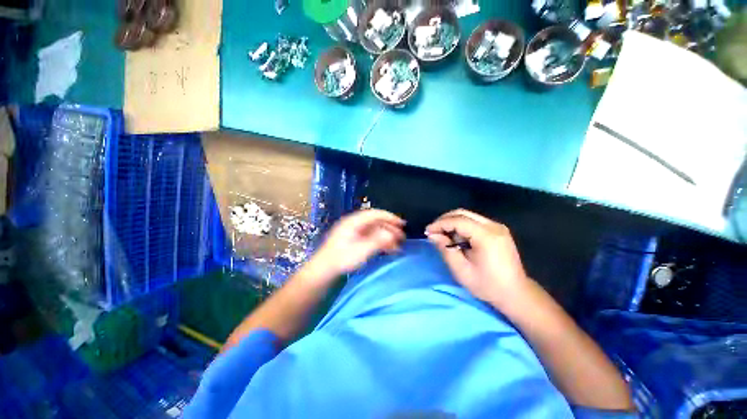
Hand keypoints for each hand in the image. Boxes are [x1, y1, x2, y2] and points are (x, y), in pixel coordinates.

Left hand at [306, 209, 404, 281]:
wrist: (324, 270)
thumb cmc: (341, 260)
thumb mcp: (360, 251)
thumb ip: (377, 241)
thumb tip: (392, 234)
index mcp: (354, 222)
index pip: (374, 214)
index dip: (389, 217)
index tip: (402, 224)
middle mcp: (355, 224)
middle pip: (376, 222)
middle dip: (390, 228)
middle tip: (402, 236)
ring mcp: (354, 232)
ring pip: (375, 230)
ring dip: (387, 236)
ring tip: (398, 245)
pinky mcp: (355, 240)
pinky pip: (371, 237)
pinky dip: (380, 241)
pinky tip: (388, 249)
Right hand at [426, 209, 529, 306]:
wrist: (516, 294)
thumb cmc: (487, 285)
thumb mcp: (461, 270)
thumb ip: (446, 249)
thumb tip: (432, 235)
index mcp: (487, 236)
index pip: (458, 221)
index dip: (440, 224)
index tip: (427, 231)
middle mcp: (494, 226)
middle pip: (463, 213)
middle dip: (445, 220)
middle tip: (433, 231)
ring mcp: (497, 227)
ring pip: (468, 216)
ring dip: (452, 223)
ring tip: (443, 236)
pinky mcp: (498, 230)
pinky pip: (474, 221)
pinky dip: (461, 226)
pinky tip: (457, 238)